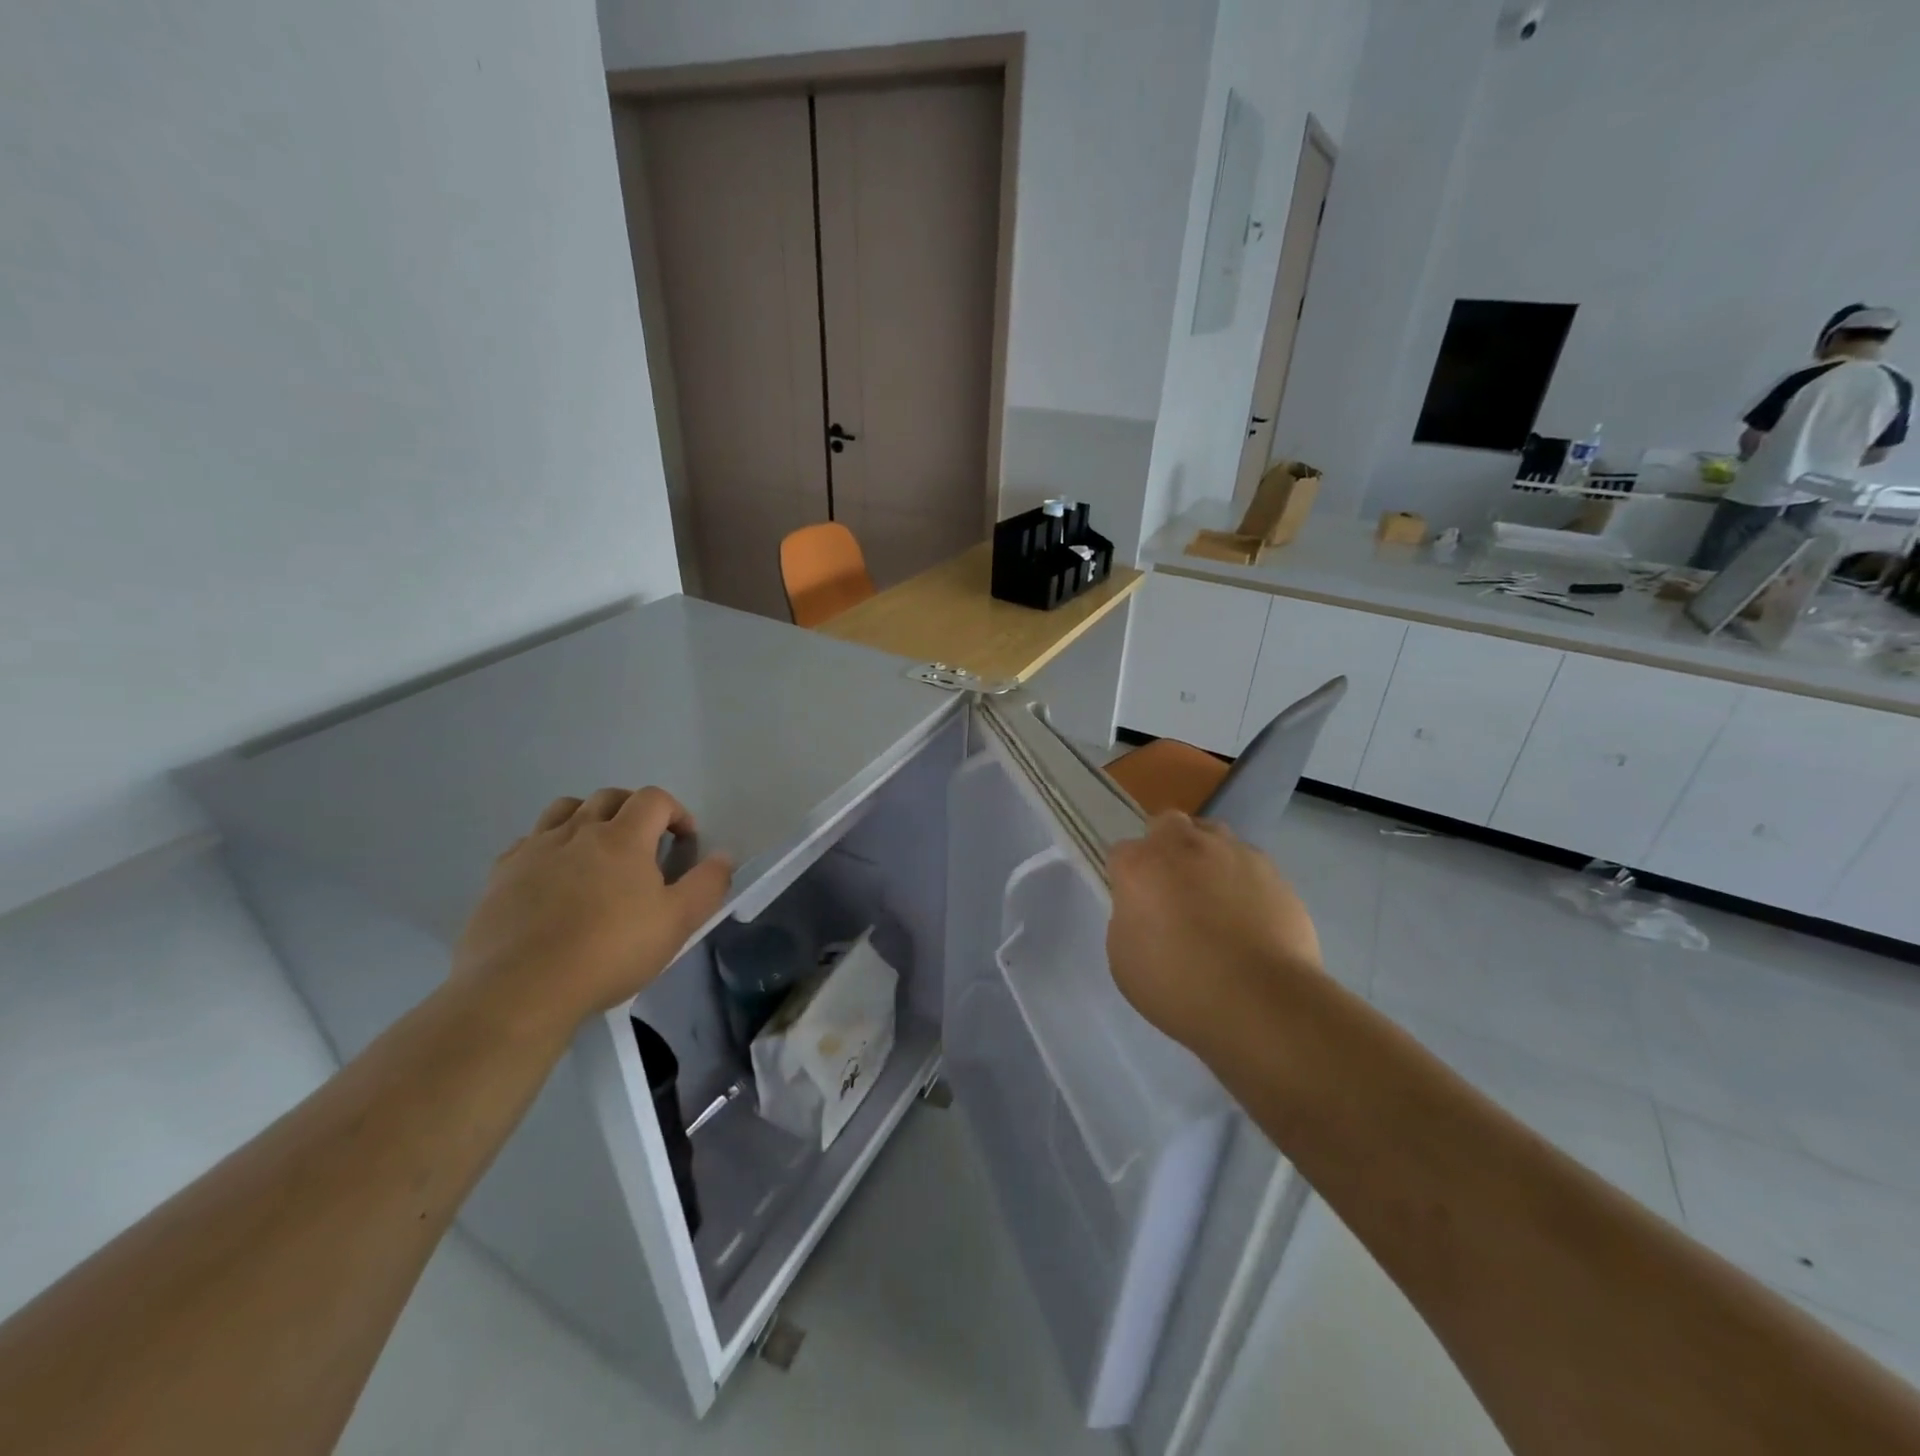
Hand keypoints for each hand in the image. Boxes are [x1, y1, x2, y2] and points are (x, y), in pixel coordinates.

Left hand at [451, 787, 732, 1031]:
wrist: (520, 989)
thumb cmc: (610, 952)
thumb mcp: (677, 923)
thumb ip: (707, 884)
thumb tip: (724, 856)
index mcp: (623, 838)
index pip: (654, 799)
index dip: (676, 812)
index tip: (685, 842)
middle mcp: (578, 831)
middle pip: (610, 797)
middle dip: (634, 810)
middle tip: (645, 843)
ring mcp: (535, 849)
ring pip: (565, 809)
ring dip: (589, 817)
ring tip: (597, 850)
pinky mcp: (501, 874)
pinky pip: (529, 841)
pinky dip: (550, 845)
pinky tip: (553, 876)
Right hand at [1107, 812, 1321, 1053]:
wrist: (1262, 1002)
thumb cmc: (1178, 986)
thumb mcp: (1124, 959)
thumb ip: (1128, 920)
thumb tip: (1144, 910)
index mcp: (1141, 865)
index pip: (1121, 853)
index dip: (1126, 878)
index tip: (1134, 904)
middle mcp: (1185, 845)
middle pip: (1167, 825)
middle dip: (1165, 848)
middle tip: (1171, 889)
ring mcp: (1234, 853)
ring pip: (1212, 836)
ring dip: (1206, 856)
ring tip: (1214, 898)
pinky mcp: (1274, 872)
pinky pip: (1249, 864)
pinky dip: (1243, 881)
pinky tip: (1249, 916)